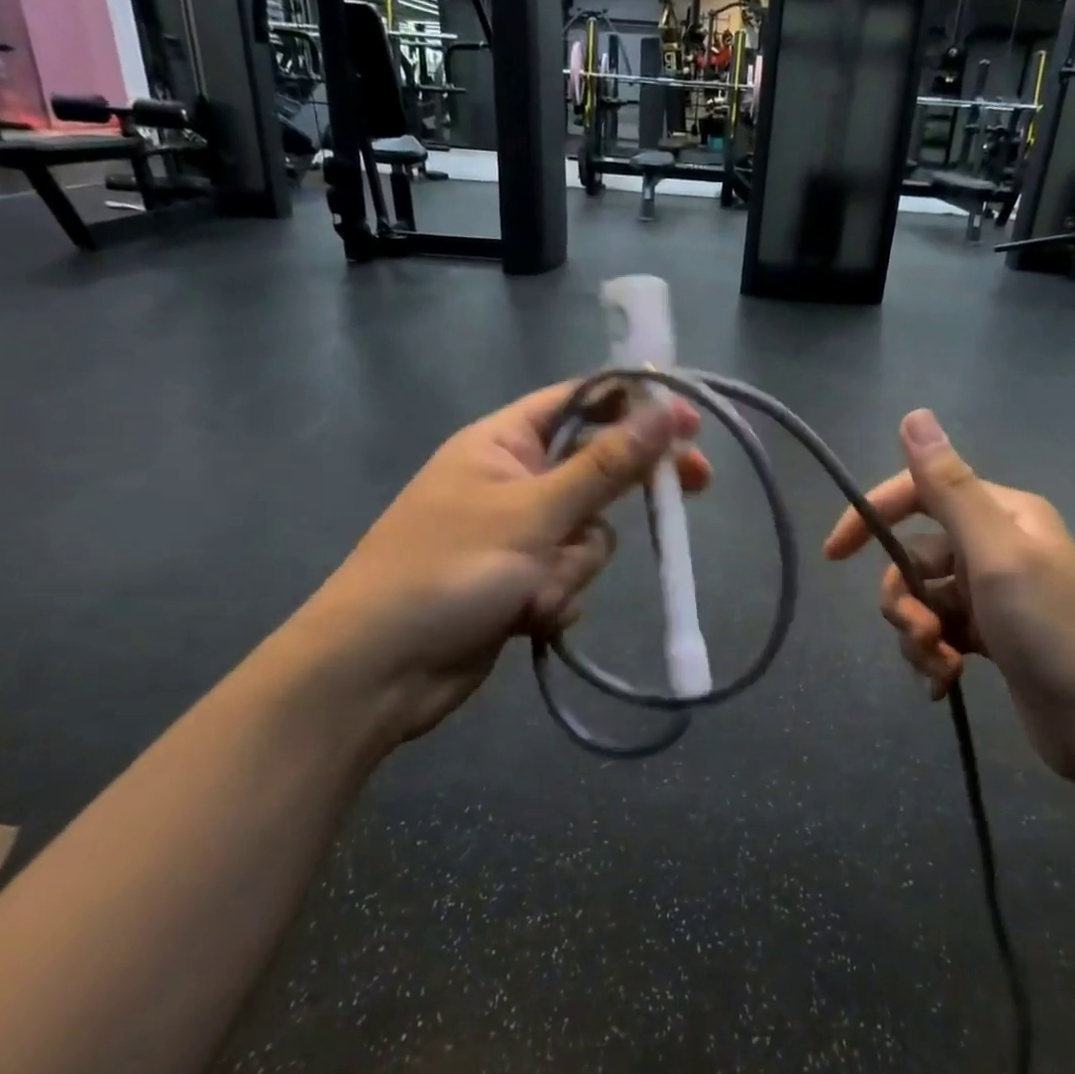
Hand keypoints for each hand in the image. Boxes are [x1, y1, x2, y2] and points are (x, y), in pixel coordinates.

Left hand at [287, 382, 710, 758]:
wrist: (378, 671)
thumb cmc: (447, 571)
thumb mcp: (534, 512)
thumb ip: (606, 464)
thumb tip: (666, 408)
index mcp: (503, 442)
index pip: (581, 402)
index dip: (637, 406)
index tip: (690, 421)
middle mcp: (513, 481)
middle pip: (596, 469)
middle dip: (625, 491)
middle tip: (696, 485)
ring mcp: (517, 536)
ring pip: (588, 535)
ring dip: (573, 565)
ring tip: (533, 591)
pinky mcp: (520, 584)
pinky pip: (569, 577)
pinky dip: (557, 597)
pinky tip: (525, 618)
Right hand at [823, 409, 1074, 785]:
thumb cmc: (1053, 631)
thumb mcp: (996, 554)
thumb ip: (949, 487)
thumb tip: (913, 415)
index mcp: (1001, 514)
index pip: (918, 493)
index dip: (871, 517)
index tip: (834, 555)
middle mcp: (994, 545)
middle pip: (912, 557)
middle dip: (903, 599)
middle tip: (924, 634)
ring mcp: (992, 593)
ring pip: (921, 599)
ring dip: (918, 635)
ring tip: (941, 666)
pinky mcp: (990, 635)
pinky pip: (939, 632)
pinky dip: (933, 656)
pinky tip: (945, 683)